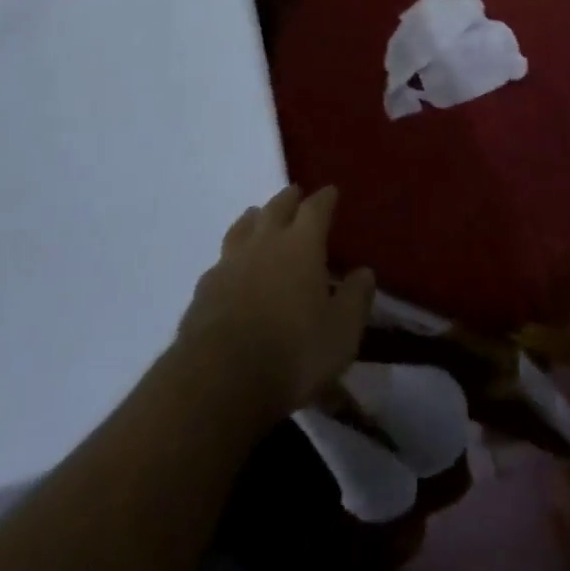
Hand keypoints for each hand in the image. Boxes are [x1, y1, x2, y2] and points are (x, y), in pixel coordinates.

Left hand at [175, 185, 375, 426]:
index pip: (315, 209)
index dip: (325, 199)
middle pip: (276, 207)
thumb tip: (364, 272)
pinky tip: (232, 267)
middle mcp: (265, 242)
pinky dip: (232, 256)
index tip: (331, 192)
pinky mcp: (205, 287)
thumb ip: (355, 299)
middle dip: (288, 199)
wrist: (221, 378)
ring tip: (259, 217)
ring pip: (243, 226)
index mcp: (302, 244)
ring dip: (255, 218)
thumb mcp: (341, 333)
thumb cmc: (293, 352)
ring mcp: (230, 261)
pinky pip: (222, 259)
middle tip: (295, 195)